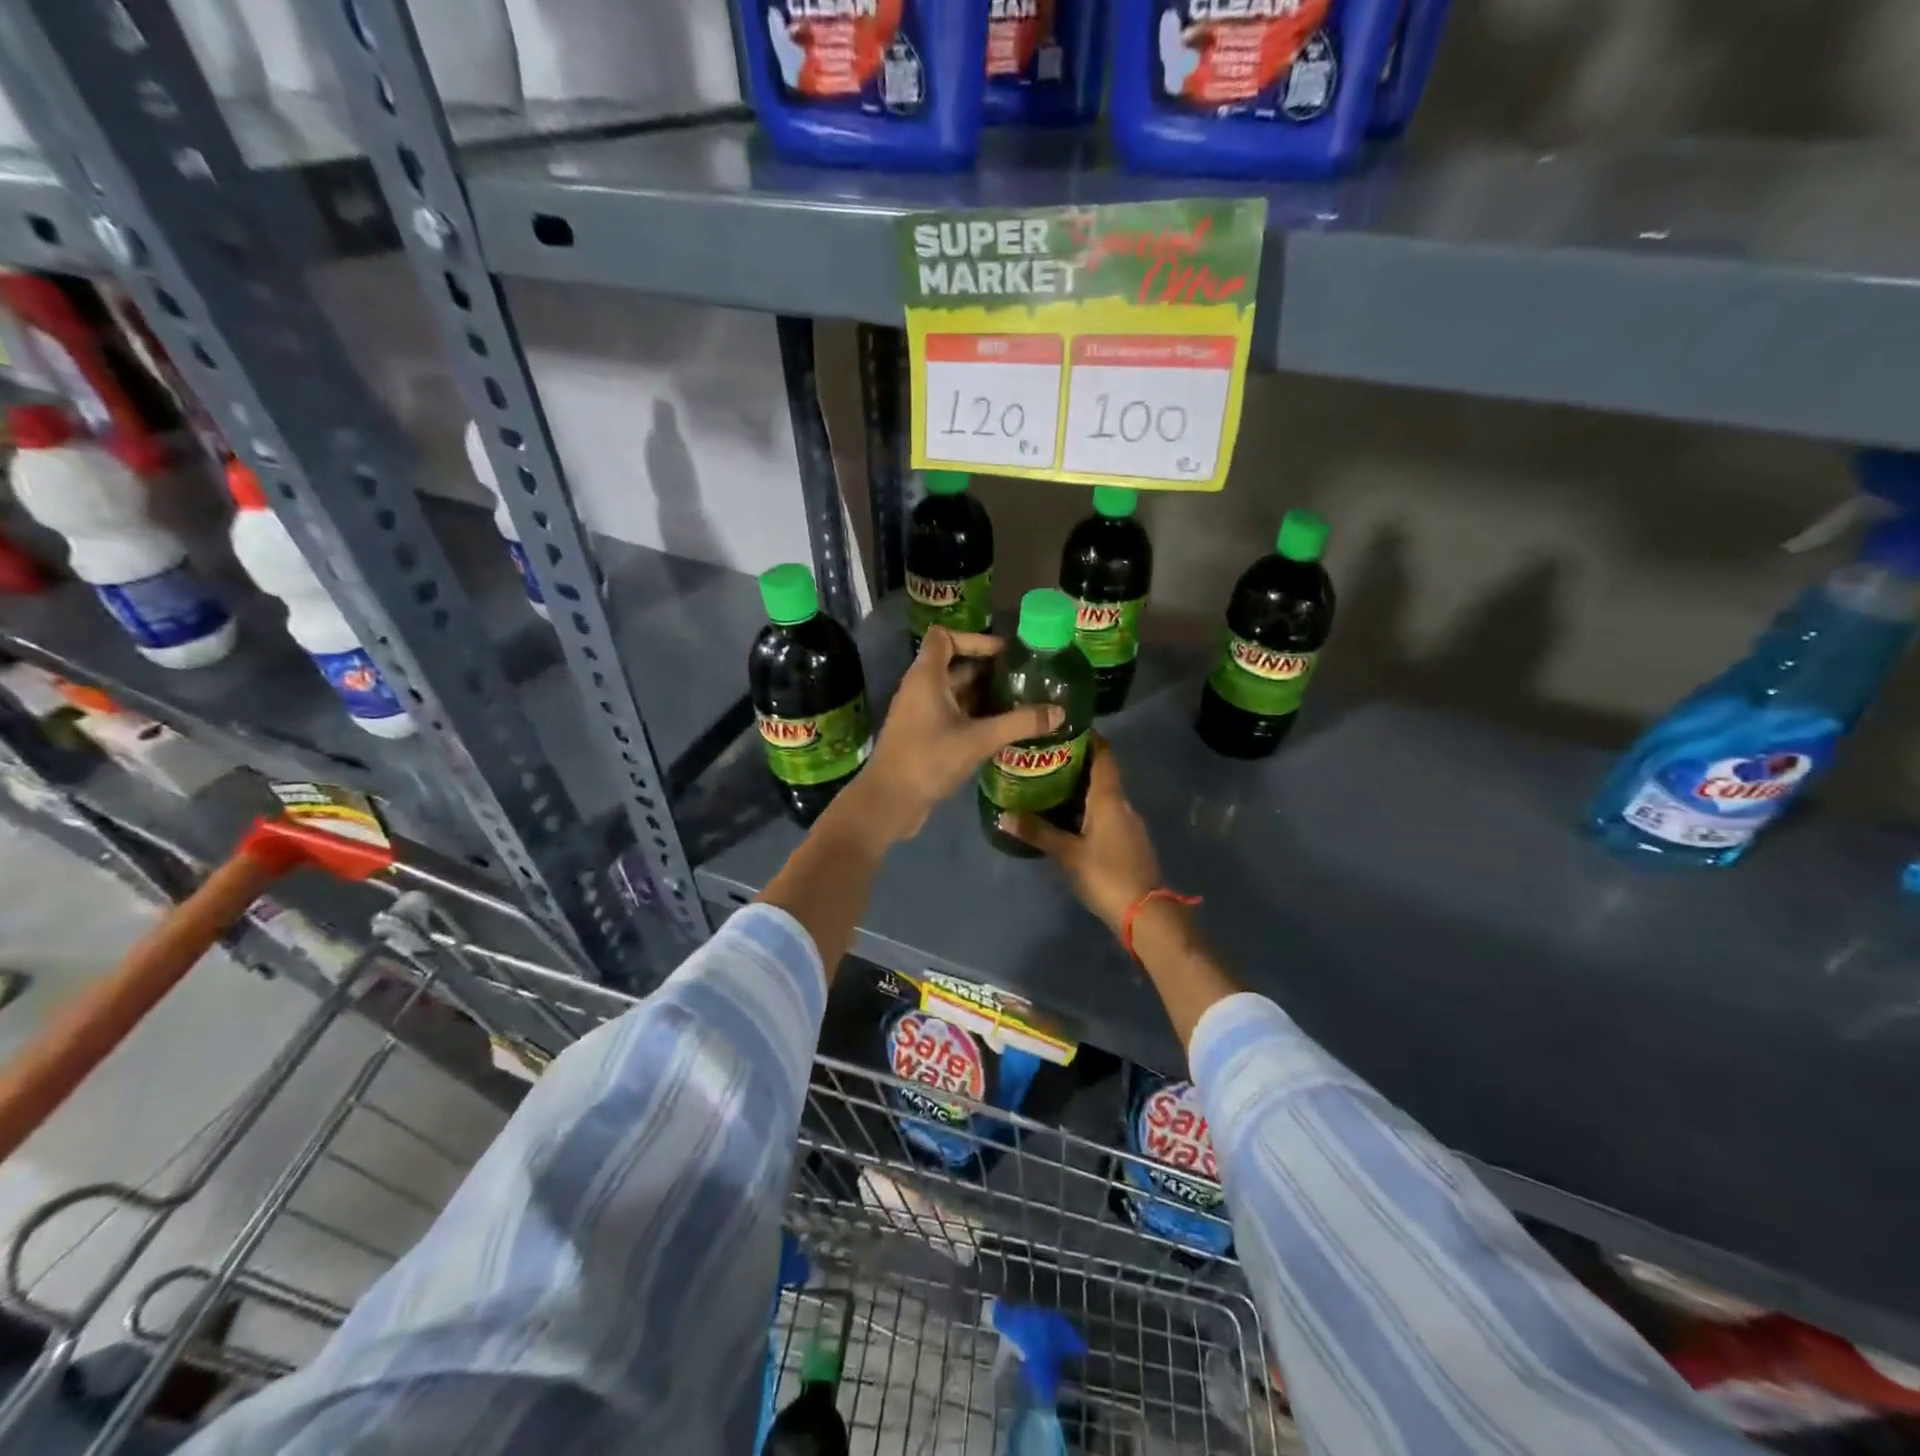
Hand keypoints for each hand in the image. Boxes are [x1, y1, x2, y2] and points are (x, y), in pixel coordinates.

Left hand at [858, 627, 1062, 841]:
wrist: (889, 800)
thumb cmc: (928, 759)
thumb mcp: (978, 739)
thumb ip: (1019, 723)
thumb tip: (1060, 712)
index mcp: (926, 676)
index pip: (945, 637)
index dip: (974, 638)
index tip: (1004, 653)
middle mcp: (920, 688)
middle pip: (954, 665)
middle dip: (987, 669)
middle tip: (1023, 677)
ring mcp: (919, 713)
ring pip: (954, 692)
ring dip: (983, 694)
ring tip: (1019, 701)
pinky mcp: (922, 735)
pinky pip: (951, 714)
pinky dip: (974, 715)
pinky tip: (1001, 728)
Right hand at [999, 734, 1159, 932]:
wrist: (1145, 914)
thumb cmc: (1106, 874)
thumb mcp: (1067, 853)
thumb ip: (1037, 832)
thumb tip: (1004, 814)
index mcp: (1109, 798)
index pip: (1103, 755)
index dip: (1088, 737)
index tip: (1064, 727)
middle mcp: (1121, 803)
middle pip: (1101, 773)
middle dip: (1076, 762)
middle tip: (1043, 757)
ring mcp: (1128, 823)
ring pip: (1102, 795)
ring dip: (1080, 787)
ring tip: (1047, 784)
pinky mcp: (1128, 841)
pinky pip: (1105, 813)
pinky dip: (1086, 808)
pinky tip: (1066, 817)